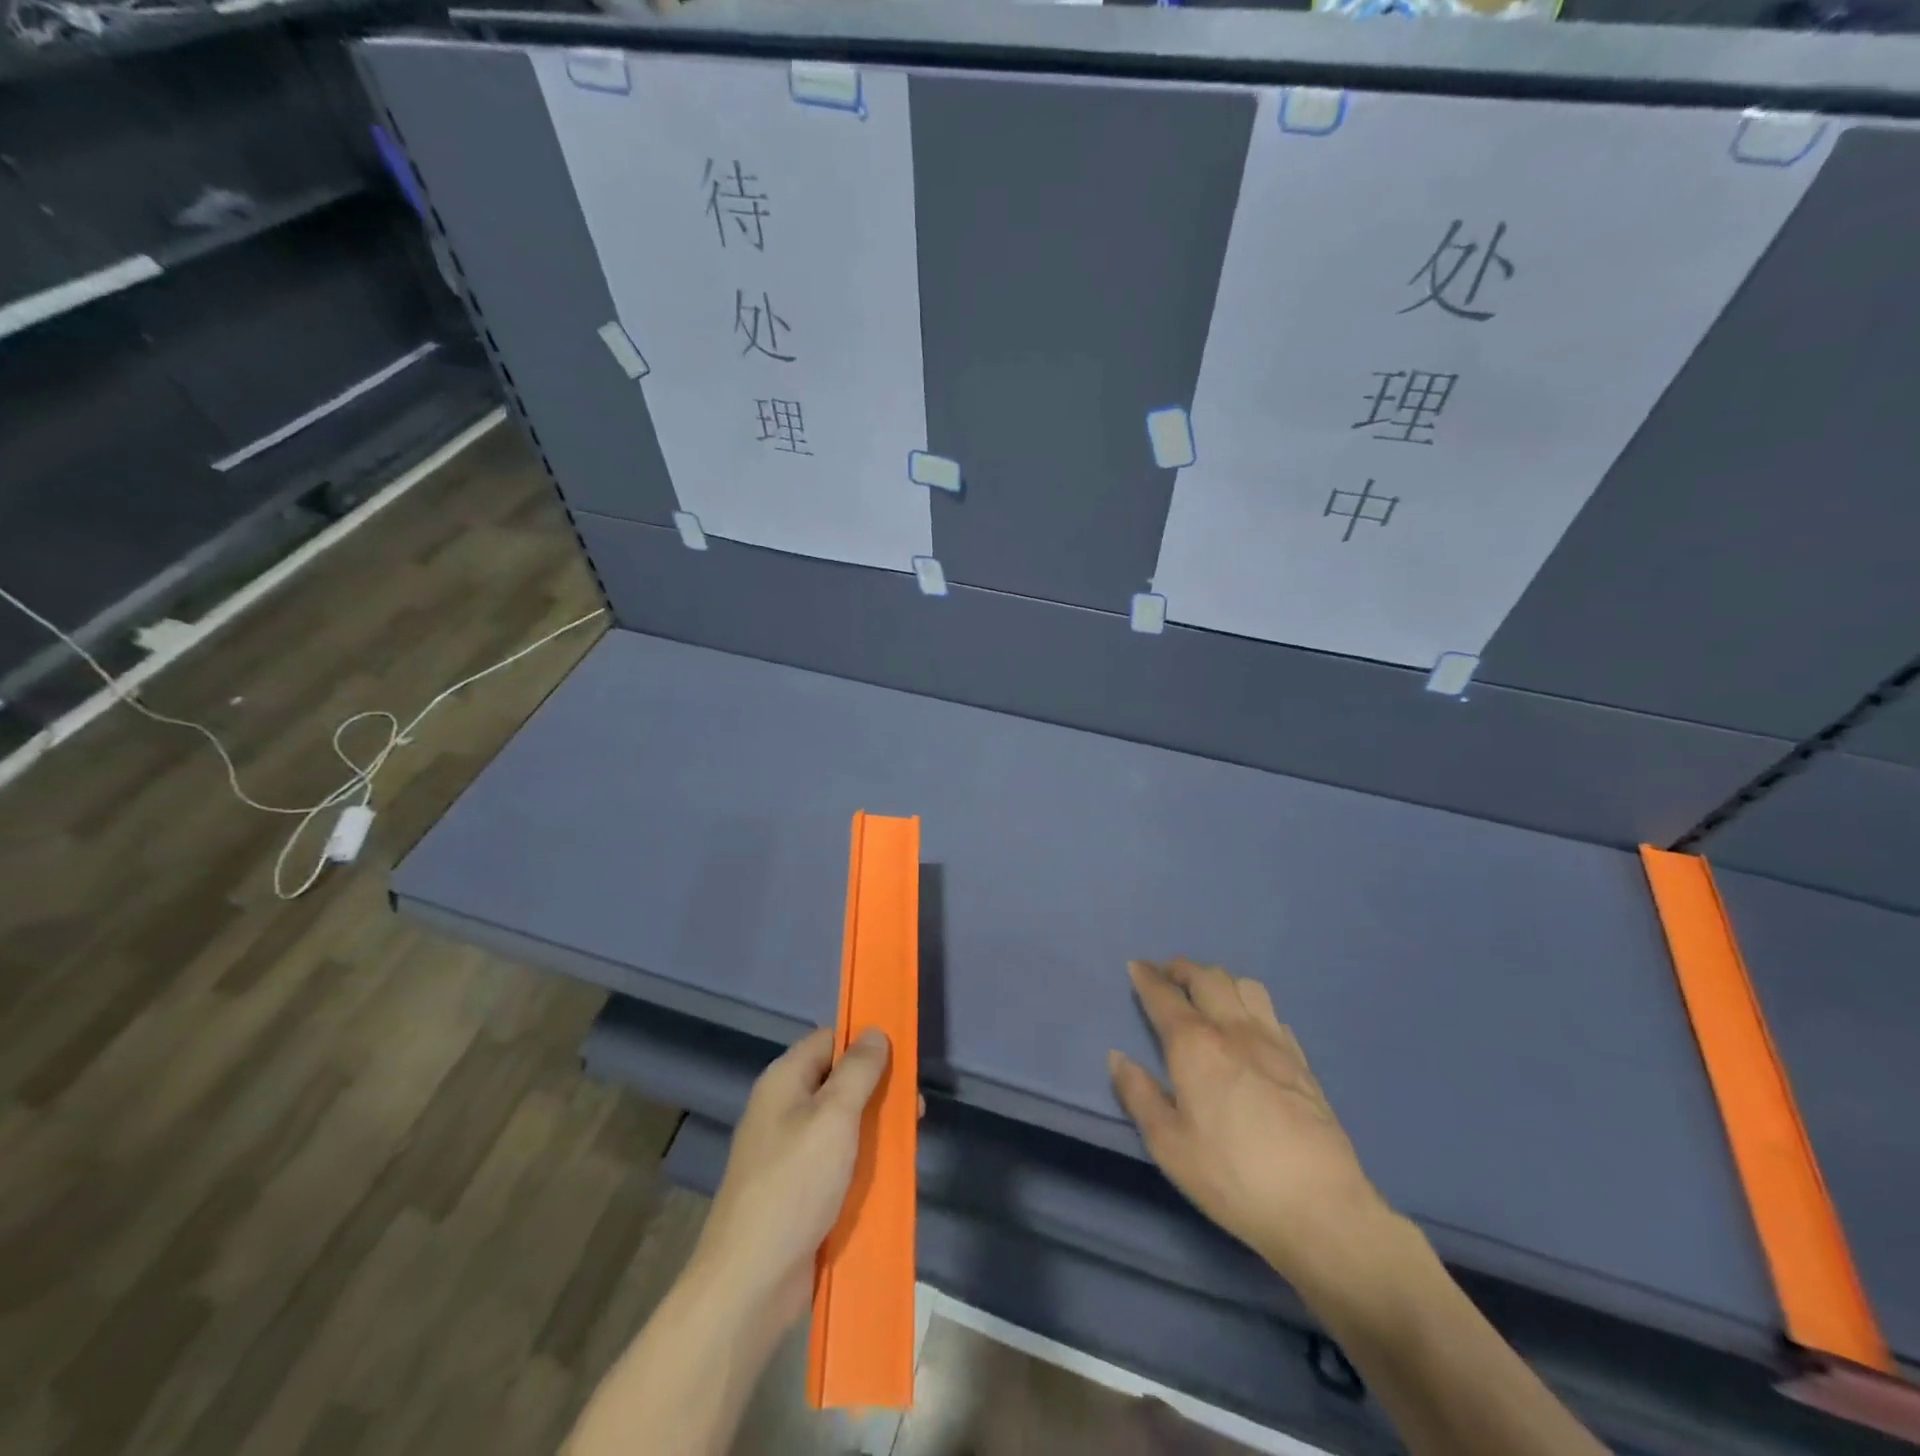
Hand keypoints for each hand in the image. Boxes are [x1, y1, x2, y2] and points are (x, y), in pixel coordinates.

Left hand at [689, 1026, 891, 1332]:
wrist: (750, 1282)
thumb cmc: (794, 1185)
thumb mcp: (834, 1117)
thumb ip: (858, 1071)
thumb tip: (874, 1032)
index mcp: (784, 1081)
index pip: (829, 1040)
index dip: (863, 1042)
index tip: (901, 1054)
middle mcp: (783, 1109)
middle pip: (838, 1081)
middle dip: (877, 1088)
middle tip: (915, 1103)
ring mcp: (789, 1151)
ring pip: (842, 1123)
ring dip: (875, 1126)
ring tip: (910, 1136)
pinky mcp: (799, 1189)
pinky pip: (837, 1160)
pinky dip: (862, 1160)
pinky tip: (890, 1171)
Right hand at [1108, 959, 1390, 1288]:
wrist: (1320, 1207)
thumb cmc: (1232, 1176)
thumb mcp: (1168, 1145)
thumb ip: (1139, 1095)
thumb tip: (1117, 1057)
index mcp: (1195, 1045)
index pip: (1164, 996)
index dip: (1147, 977)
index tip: (1135, 966)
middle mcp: (1233, 1030)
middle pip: (1207, 978)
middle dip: (1182, 969)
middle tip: (1167, 975)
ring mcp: (1273, 1042)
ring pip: (1245, 986)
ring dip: (1220, 980)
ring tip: (1208, 994)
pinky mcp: (1301, 1062)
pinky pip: (1272, 1014)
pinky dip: (1251, 1006)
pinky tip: (1249, 1027)